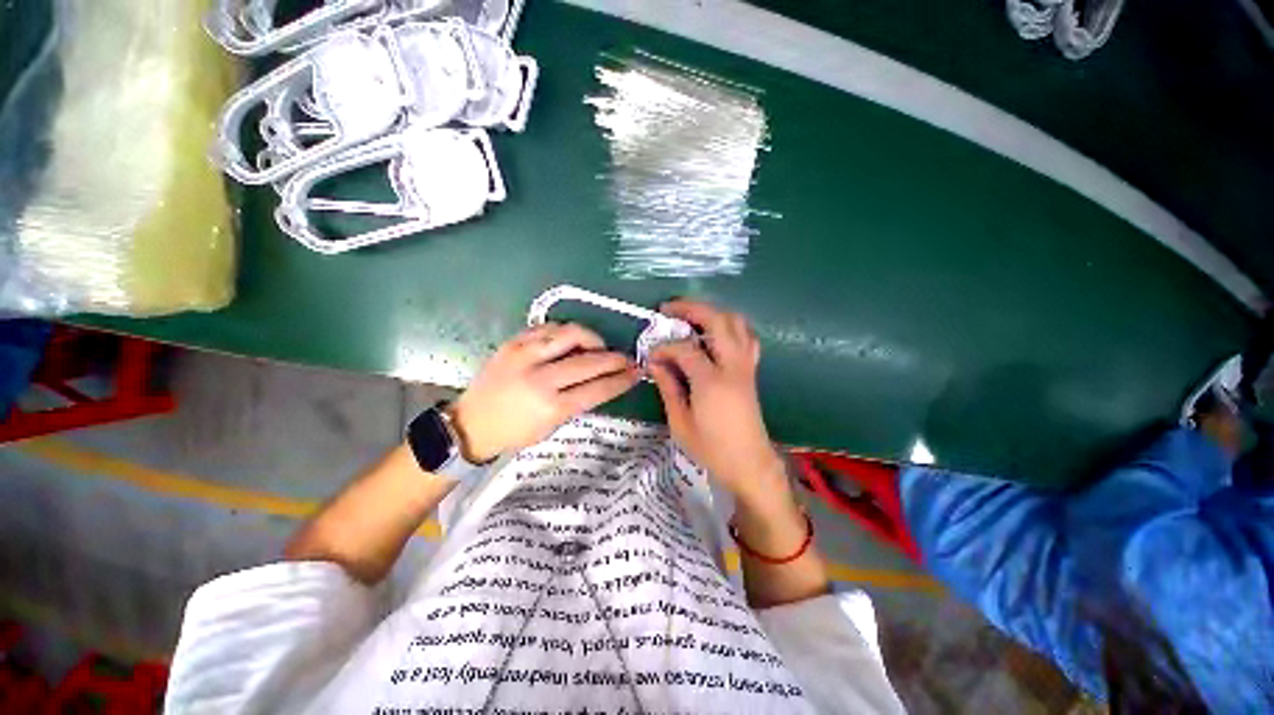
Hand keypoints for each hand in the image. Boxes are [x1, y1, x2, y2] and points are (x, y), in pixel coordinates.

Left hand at [448, 323, 640, 462]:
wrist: (471, 423)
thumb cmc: (515, 432)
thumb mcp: (551, 426)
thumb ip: (577, 402)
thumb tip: (602, 380)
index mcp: (551, 407)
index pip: (597, 389)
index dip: (621, 380)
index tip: (637, 373)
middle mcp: (540, 378)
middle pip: (589, 361)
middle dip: (615, 359)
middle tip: (627, 359)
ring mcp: (525, 356)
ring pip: (570, 334)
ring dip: (592, 339)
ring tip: (598, 347)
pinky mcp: (513, 343)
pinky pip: (548, 328)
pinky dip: (566, 332)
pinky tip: (571, 340)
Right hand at [648, 300, 787, 504]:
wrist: (749, 463)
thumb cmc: (712, 448)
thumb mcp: (680, 423)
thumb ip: (668, 388)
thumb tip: (655, 363)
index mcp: (712, 382)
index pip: (686, 350)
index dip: (665, 348)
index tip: (651, 355)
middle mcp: (732, 367)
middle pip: (718, 321)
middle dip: (692, 309)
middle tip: (669, 309)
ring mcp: (746, 366)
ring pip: (737, 323)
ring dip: (713, 313)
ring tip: (690, 316)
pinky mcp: (751, 370)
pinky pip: (746, 337)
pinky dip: (730, 326)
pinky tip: (714, 333)